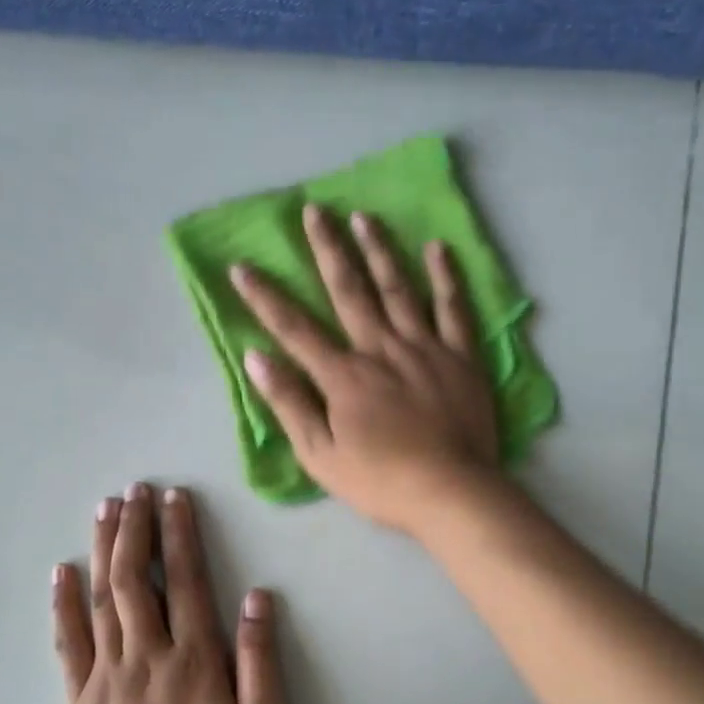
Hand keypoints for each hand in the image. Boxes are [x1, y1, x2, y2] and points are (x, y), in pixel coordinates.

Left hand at [53, 482, 287, 703]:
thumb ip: (262, 662)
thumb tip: (256, 598)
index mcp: (194, 658)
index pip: (185, 580)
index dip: (179, 534)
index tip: (173, 497)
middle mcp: (148, 654)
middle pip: (136, 578)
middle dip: (136, 528)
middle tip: (134, 489)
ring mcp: (108, 673)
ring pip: (102, 599)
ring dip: (103, 549)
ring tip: (104, 509)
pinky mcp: (81, 696)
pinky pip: (68, 641)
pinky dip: (63, 603)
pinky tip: (61, 571)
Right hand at [230, 204, 499, 533]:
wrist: (451, 493)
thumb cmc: (380, 482)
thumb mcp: (320, 455)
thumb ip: (289, 404)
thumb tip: (256, 358)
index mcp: (343, 376)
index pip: (294, 328)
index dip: (265, 297)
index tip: (242, 266)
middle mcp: (381, 349)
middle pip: (349, 291)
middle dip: (327, 249)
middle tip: (314, 210)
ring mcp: (425, 348)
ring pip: (398, 289)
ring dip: (379, 250)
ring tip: (363, 216)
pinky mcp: (461, 357)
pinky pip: (453, 310)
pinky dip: (445, 278)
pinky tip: (437, 249)